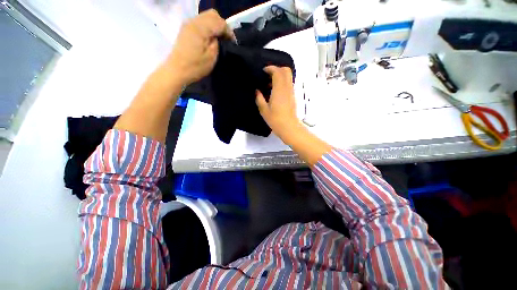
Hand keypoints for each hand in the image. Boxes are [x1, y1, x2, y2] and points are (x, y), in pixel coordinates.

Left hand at [166, 9, 234, 85]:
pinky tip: (210, 37)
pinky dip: (208, 26)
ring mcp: (189, 24)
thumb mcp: (211, 57)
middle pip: (212, 14)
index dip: (228, 31)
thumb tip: (218, 36)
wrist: (177, 70)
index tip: (233, 42)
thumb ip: (217, 43)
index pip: (219, 22)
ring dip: (215, 25)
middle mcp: (194, 21)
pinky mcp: (186, 28)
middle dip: (222, 24)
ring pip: (206, 16)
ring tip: (219, 37)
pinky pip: (201, 21)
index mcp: (201, 28)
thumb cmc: (195, 67)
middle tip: (226, 38)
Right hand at [255, 66, 300, 140]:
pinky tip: (274, 91)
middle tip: (267, 75)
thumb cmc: (276, 120)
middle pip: (286, 70)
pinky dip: (282, 83)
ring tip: (269, 84)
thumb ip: (259, 98)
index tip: (263, 71)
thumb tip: (257, 91)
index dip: (270, 68)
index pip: (278, 72)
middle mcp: (287, 88)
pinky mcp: (292, 97)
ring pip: (288, 77)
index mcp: (279, 90)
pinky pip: (288, 84)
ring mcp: (291, 92)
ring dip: (279, 76)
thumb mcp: (264, 110)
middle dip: (277, 69)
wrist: (289, 127)